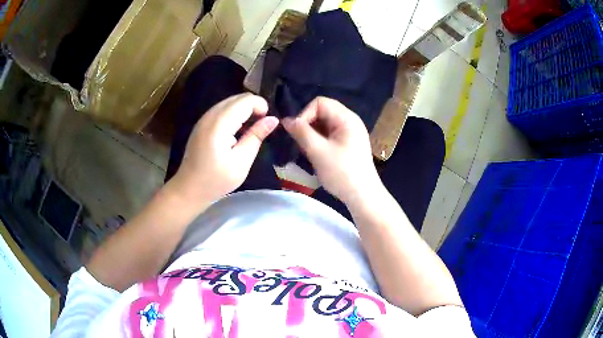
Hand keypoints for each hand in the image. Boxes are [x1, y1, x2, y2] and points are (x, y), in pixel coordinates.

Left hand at [169, 93, 278, 203]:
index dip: (261, 106)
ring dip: (244, 109)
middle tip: (262, 125)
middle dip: (253, 106)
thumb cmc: (216, 180)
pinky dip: (234, 113)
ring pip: (229, 101)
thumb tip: (273, 119)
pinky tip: (237, 130)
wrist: (189, 188)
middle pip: (237, 98)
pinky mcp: (202, 123)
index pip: (245, 101)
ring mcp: (204, 118)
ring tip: (250, 129)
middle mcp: (210, 115)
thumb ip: (256, 136)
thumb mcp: (241, 162)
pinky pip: (222, 108)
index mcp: (219, 125)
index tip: (268, 122)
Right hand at [282, 97, 381, 204]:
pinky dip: (319, 141)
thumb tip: (286, 120)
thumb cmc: (342, 172)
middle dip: (308, 125)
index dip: (305, 114)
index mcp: (346, 118)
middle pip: (322, 112)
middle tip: (300, 143)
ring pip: (324, 124)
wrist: (362, 196)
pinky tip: (315, 154)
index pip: (319, 102)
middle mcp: (350, 121)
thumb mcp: (318, 151)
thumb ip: (301, 132)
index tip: (297, 132)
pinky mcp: (348, 143)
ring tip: (307, 151)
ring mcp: (350, 132)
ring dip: (312, 134)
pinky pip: (329, 134)